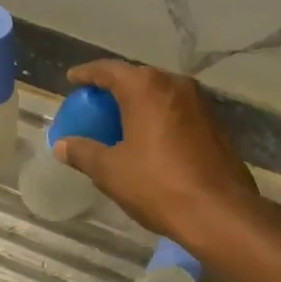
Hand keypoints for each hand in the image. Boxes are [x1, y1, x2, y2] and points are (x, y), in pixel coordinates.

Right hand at [53, 60, 260, 249]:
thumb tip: (61, 145)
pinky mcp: (216, 125)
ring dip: (139, 104)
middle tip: (95, 103)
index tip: (72, 79)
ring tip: (121, 121)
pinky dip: (159, 118)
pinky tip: (150, 139)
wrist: (218, 212)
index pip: (108, 70)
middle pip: (137, 79)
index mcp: (146, 88)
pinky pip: (177, 112)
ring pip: (161, 95)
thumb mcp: (110, 170)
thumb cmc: (157, 185)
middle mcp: (175, 85)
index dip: (87, 74)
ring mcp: (200, 104)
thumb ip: (83, 152)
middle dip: (115, 89)